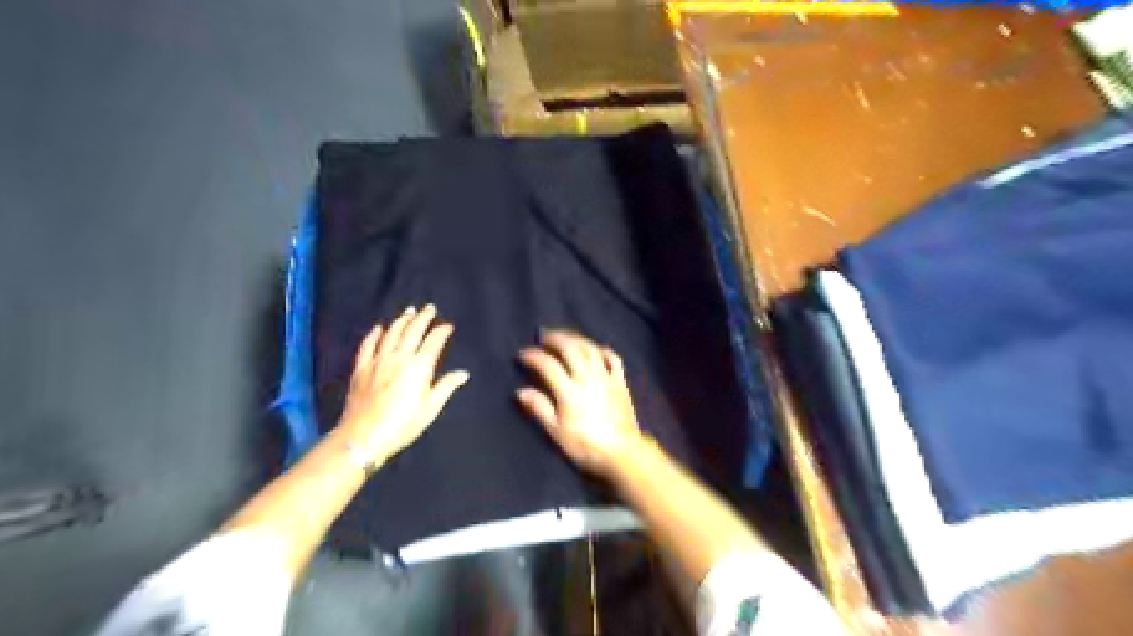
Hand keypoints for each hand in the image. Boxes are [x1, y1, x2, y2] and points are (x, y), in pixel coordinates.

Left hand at [343, 303, 472, 461]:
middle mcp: (399, 357)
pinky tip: (379, 327)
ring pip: (391, 333)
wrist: (363, 437)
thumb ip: (446, 387)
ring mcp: (378, 360)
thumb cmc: (403, 425)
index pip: (434, 341)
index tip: (448, 326)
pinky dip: (374, 334)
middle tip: (430, 308)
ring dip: (402, 320)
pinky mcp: (361, 368)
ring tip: (409, 312)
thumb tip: (463, 373)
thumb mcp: (430, 408)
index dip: (442, 331)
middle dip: (423, 318)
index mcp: (419, 367)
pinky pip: (368, 345)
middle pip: (413, 331)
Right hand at [517, 334, 639, 475]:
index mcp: (569, 390)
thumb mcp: (556, 431)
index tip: (523, 355)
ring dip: (576, 339)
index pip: (548, 365)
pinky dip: (603, 350)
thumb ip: (539, 408)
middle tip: (543, 336)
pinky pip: (613, 359)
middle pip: (570, 349)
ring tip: (565, 337)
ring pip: (590, 349)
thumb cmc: (585, 445)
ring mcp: (606, 377)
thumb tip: (521, 391)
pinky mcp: (620, 382)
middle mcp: (587, 377)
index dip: (533, 356)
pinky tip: (596, 349)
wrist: (621, 452)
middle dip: (555, 339)